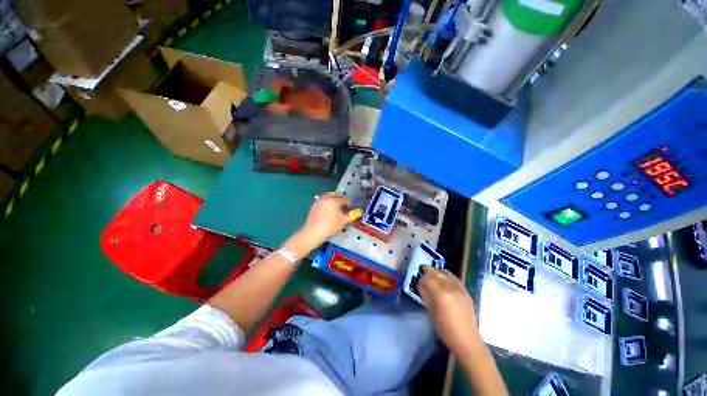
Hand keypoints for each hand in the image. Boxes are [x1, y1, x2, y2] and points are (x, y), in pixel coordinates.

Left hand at [298, 193, 358, 248]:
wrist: (313, 232)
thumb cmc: (330, 226)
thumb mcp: (343, 221)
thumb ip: (351, 215)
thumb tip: (359, 212)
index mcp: (334, 200)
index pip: (345, 199)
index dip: (349, 203)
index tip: (351, 208)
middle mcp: (326, 198)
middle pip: (336, 196)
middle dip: (340, 200)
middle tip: (343, 207)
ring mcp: (319, 202)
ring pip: (328, 198)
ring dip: (333, 202)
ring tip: (335, 210)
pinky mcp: (313, 206)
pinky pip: (322, 202)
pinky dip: (326, 205)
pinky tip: (327, 212)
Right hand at [418, 266, 481, 356]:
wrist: (467, 339)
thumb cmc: (445, 329)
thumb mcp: (431, 312)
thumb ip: (425, 295)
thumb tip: (420, 285)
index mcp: (441, 294)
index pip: (427, 277)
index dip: (421, 278)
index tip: (418, 282)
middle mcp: (451, 287)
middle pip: (436, 273)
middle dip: (428, 272)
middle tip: (423, 276)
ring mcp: (460, 288)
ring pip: (445, 273)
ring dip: (437, 273)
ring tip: (433, 278)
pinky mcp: (466, 290)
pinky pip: (454, 278)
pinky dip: (446, 276)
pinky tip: (443, 282)